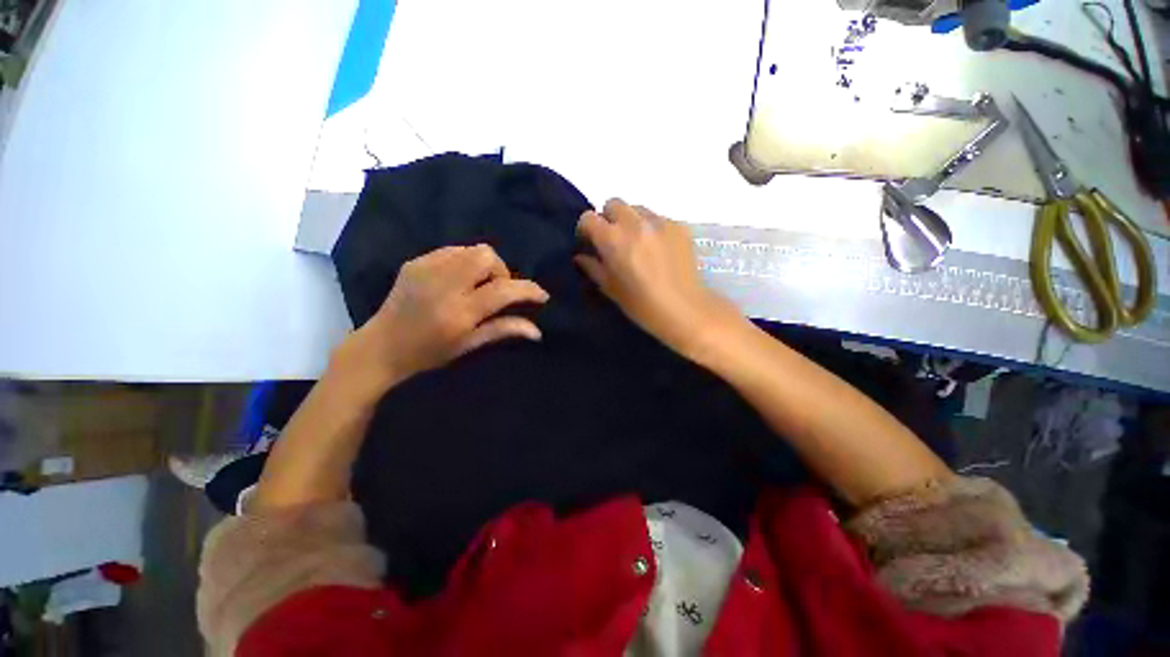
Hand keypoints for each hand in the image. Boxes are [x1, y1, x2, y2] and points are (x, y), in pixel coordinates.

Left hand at [336, 245, 548, 391]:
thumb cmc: (428, 353)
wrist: (380, 347)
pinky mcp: (415, 262)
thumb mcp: (469, 345)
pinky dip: (465, 262)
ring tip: (478, 285)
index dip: (528, 290)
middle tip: (497, 291)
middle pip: (487, 256)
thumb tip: (538, 331)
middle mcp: (443, 285)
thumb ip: (504, 330)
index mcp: (459, 312)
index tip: (541, 296)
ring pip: (472, 249)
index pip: (503, 290)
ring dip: (485, 265)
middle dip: (502, 271)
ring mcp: (426, 269)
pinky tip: (459, 280)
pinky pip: (453, 250)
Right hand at [575, 199, 739, 358]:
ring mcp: (659, 221)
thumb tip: (581, 256)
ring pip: (637, 208)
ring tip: (638, 244)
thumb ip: (593, 268)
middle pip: (613, 204)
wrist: (684, 309)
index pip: (588, 217)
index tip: (590, 243)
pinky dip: (651, 228)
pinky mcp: (678, 225)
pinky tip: (658, 249)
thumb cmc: (641, 305)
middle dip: (609, 219)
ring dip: (631, 221)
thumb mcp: (610, 289)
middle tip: (614, 241)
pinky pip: (658, 218)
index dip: (586, 229)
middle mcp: (634, 222)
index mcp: (613, 239)